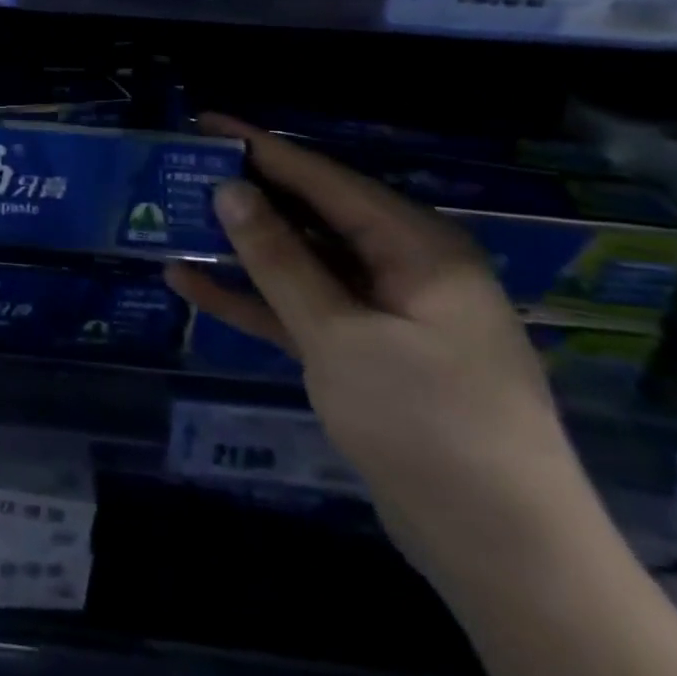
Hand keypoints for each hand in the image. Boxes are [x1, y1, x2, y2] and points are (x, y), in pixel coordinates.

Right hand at [166, 115, 594, 580]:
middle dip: (246, 196)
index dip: (260, 149)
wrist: (501, 552)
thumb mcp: (340, 335)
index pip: (325, 180)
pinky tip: (191, 285)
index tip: (205, 123)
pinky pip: (299, 310)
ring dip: (240, 249)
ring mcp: (381, 314)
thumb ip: (280, 259)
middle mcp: (402, 269)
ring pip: (299, 263)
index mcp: (417, 248)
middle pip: (311, 217)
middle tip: (179, 172)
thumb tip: (229, 191)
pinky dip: (252, 299)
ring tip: (174, 221)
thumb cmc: (428, 425)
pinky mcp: (362, 354)